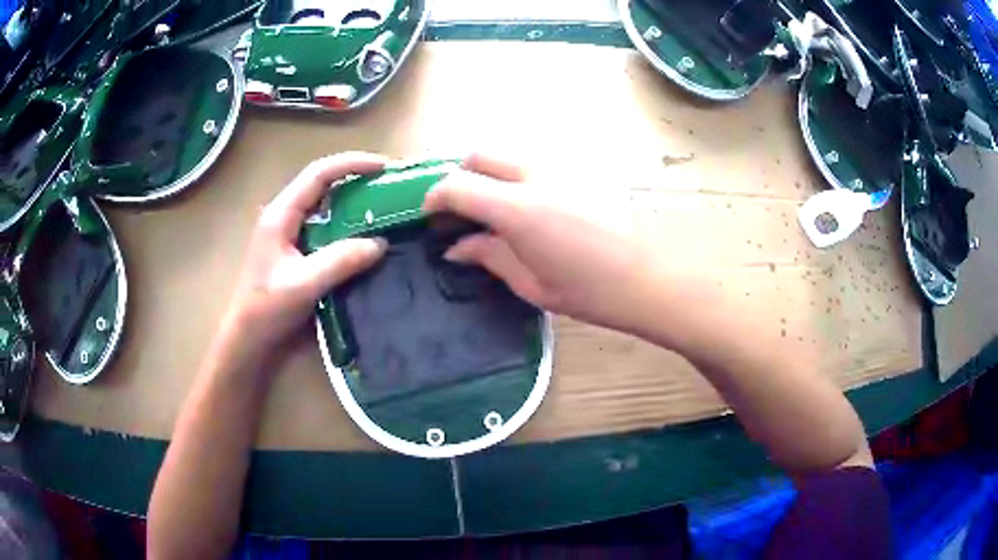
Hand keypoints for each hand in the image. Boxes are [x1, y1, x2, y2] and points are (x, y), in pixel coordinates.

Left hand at [223, 152, 387, 352]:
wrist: (248, 338)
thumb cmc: (267, 309)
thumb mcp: (304, 285)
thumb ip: (340, 261)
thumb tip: (381, 243)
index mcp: (281, 214)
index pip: (319, 174)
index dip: (352, 164)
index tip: (384, 167)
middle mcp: (284, 215)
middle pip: (322, 184)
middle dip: (355, 179)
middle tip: (389, 186)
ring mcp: (288, 232)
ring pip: (324, 205)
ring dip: (352, 201)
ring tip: (382, 206)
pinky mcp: (294, 249)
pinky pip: (324, 227)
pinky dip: (346, 225)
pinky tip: (363, 236)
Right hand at [423, 154, 653, 333]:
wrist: (650, 278)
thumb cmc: (590, 292)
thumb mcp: (532, 283)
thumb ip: (489, 256)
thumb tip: (457, 247)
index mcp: (518, 208)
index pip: (457, 184)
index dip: (436, 197)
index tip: (432, 216)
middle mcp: (536, 174)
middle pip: (479, 154)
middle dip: (461, 177)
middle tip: (462, 210)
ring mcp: (562, 166)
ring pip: (509, 153)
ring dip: (491, 173)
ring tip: (496, 208)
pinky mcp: (581, 167)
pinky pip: (536, 160)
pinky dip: (519, 175)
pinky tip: (532, 205)